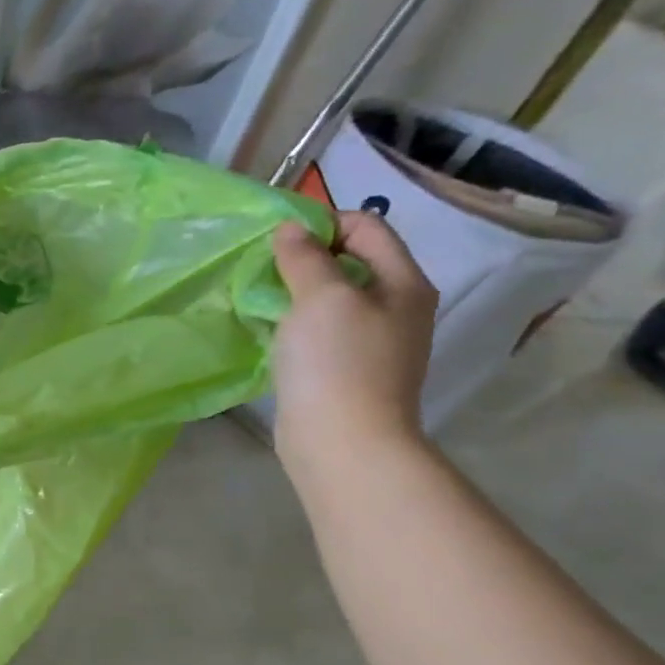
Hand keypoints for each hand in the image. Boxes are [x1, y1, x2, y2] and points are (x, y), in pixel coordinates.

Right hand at [270, 211, 437, 482]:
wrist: (343, 442)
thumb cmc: (337, 362)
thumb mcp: (320, 298)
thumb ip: (305, 257)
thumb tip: (290, 230)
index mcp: (402, 283)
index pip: (367, 228)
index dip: (323, 222)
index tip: (278, 237)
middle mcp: (396, 308)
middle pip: (351, 262)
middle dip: (307, 257)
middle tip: (264, 267)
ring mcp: (374, 342)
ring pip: (333, 299)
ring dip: (297, 292)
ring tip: (262, 298)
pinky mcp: (348, 370)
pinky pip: (321, 331)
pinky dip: (296, 323)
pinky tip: (271, 332)